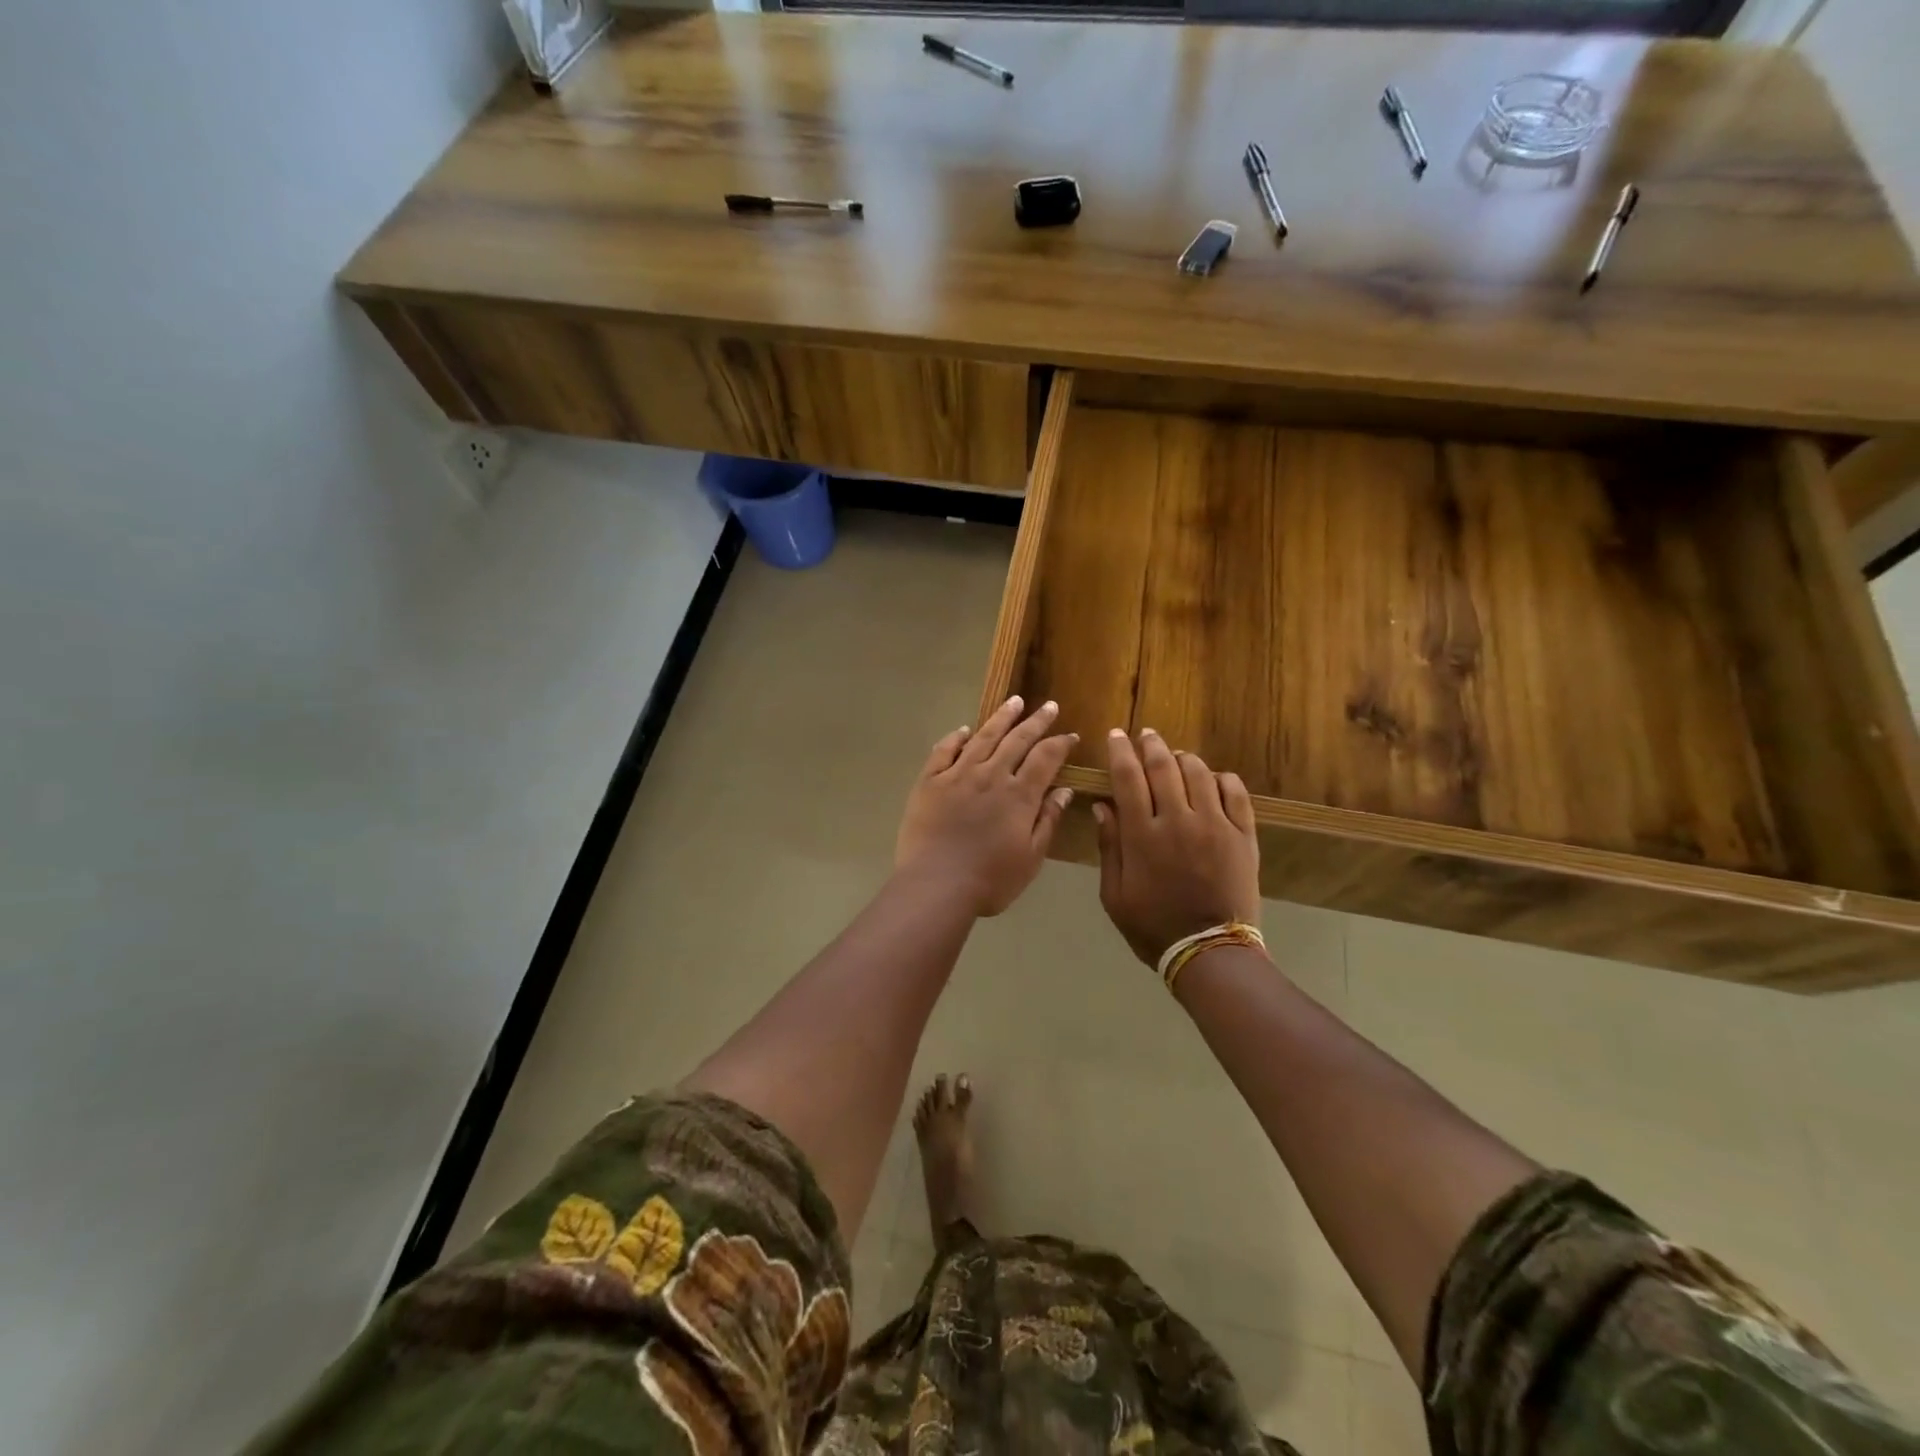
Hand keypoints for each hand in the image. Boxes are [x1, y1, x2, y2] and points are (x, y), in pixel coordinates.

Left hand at [895, 696, 1077, 916]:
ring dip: (1001, 718)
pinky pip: (944, 751)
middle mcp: (990, 775)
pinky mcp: (929, 782)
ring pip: (983, 737)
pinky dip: (955, 737)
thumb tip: (1063, 790)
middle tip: (1049, 706)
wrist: (935, 885)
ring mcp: (957, 775)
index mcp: (1019, 795)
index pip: (1046, 758)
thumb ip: (1047, 820)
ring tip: (1014, 701)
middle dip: (1036, 721)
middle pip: (1017, 740)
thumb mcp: (1031, 857)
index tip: (1071, 735)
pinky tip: (964, 730)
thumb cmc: (990, 880)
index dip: (1060, 743)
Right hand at [1092, 729, 1259, 966]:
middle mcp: (1178, 821)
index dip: (1120, 752)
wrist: (1210, 952)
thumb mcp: (1114, 894)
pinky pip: (1235, 792)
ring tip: (1176, 757)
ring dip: (1184, 758)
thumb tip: (1103, 807)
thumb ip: (1109, 847)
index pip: (1128, 778)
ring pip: (1199, 773)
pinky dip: (1222, 779)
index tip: (1116, 735)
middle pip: (1164, 767)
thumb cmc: (1153, 927)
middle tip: (1146, 735)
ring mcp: (1215, 826)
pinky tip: (1213, 780)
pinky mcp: (1243, 836)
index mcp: (1142, 835)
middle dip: (1151, 745)